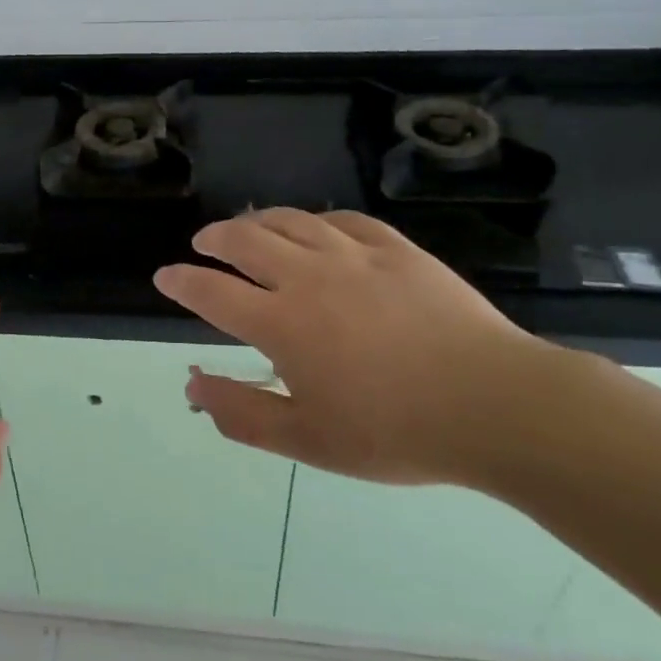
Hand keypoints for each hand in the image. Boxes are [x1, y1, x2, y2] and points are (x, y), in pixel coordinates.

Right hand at [153, 209, 570, 486]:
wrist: (495, 404)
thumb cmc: (395, 432)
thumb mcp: (308, 440)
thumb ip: (242, 413)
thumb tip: (192, 386)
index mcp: (281, 323)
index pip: (212, 292)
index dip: (182, 282)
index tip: (165, 276)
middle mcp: (308, 277)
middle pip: (246, 239)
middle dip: (215, 238)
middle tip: (204, 243)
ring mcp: (355, 256)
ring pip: (292, 222)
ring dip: (259, 221)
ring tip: (248, 227)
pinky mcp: (397, 250)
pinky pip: (344, 220)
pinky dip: (317, 221)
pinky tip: (316, 228)